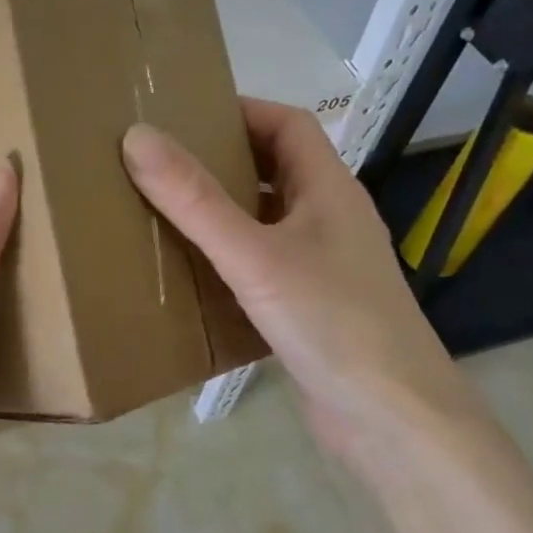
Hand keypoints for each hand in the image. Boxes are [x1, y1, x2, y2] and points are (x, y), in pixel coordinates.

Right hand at [122, 99, 491, 470]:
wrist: (394, 422)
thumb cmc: (331, 323)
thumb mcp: (253, 256)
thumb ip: (194, 200)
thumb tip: (137, 137)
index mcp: (328, 190)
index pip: (286, 125)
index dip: (238, 110)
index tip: (180, 116)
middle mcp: (329, 219)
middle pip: (273, 169)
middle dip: (219, 159)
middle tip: (157, 162)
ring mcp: (322, 265)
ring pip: (264, 219)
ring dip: (220, 210)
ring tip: (160, 210)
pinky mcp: (310, 306)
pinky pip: (261, 263)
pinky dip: (226, 256)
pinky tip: (190, 272)